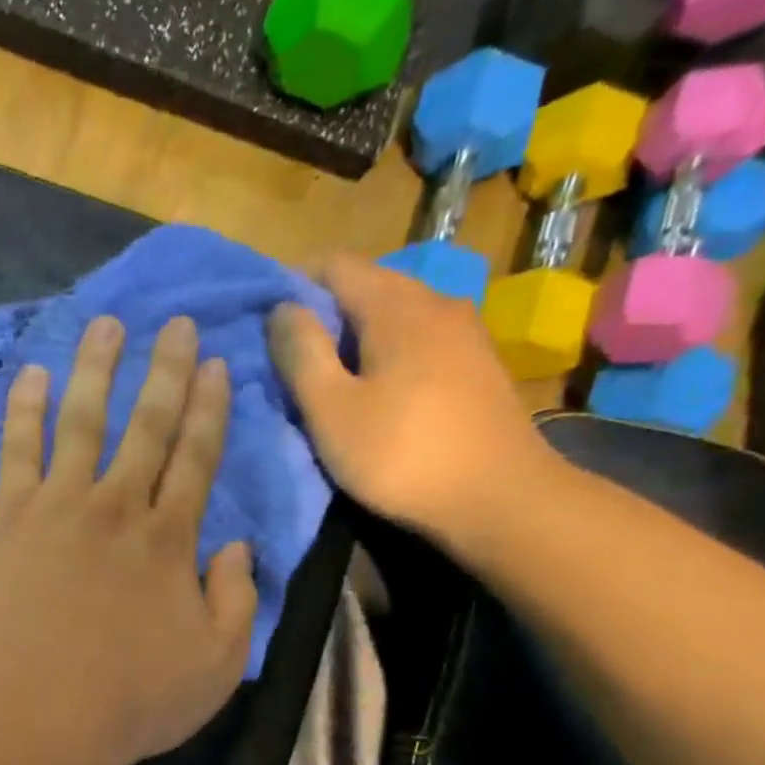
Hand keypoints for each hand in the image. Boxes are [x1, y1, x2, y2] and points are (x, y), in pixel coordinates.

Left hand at [0, 314, 257, 764]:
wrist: (41, 711)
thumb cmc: (133, 698)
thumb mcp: (218, 663)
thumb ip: (238, 600)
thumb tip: (240, 546)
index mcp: (170, 539)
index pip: (197, 458)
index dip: (208, 409)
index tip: (214, 366)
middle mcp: (118, 507)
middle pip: (146, 426)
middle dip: (164, 371)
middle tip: (174, 323)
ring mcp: (59, 507)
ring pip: (81, 422)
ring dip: (96, 370)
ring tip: (105, 325)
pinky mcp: (9, 521)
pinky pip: (17, 453)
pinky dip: (23, 411)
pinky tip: (29, 375)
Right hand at [267, 251, 564, 545]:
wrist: (499, 499)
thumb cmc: (401, 454)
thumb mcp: (331, 409)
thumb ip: (301, 353)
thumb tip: (282, 307)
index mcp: (396, 306)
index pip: (335, 265)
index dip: (293, 284)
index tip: (264, 321)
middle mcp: (435, 302)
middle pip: (367, 286)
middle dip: (322, 312)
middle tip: (288, 355)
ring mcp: (464, 333)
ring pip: (394, 315)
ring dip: (354, 335)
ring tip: (326, 376)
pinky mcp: (477, 365)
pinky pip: (417, 340)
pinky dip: (385, 352)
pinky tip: (374, 390)